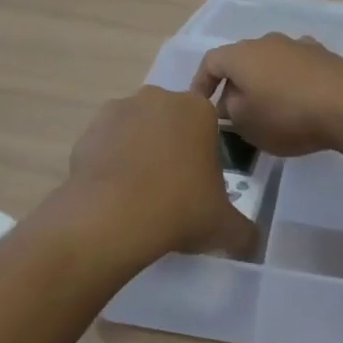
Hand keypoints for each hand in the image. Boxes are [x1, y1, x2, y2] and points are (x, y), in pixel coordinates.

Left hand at [65, 86, 256, 262]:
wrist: (113, 217)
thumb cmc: (180, 208)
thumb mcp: (224, 226)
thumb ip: (244, 231)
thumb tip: (253, 244)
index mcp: (198, 109)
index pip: (207, 125)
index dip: (204, 155)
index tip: (199, 184)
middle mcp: (159, 98)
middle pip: (170, 122)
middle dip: (171, 147)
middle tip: (170, 189)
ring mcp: (120, 109)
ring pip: (136, 129)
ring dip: (138, 151)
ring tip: (137, 194)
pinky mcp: (89, 129)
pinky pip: (106, 143)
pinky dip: (109, 162)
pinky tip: (112, 194)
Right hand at [191, 34, 342, 157]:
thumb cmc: (289, 115)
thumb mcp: (247, 123)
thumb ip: (230, 111)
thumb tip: (229, 102)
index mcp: (242, 54)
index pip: (211, 62)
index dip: (201, 83)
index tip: (200, 106)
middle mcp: (268, 41)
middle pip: (242, 60)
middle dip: (234, 85)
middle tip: (233, 114)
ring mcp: (299, 45)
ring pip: (271, 63)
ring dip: (264, 83)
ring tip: (267, 110)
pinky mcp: (325, 56)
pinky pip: (296, 68)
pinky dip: (290, 83)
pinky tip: (298, 103)